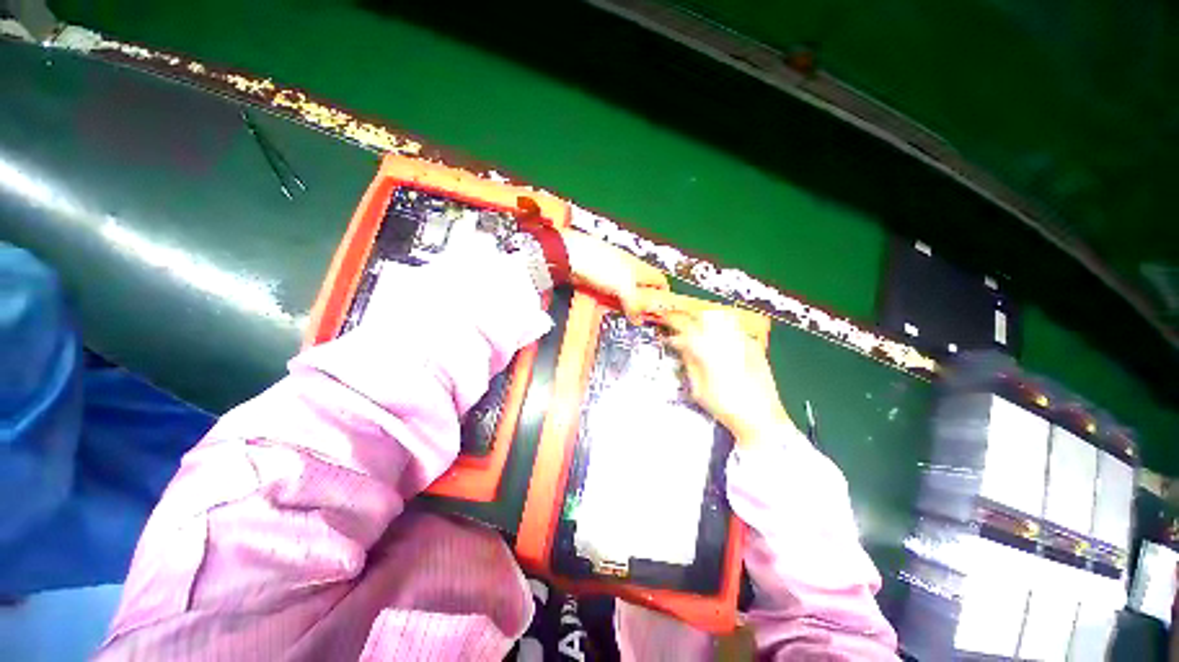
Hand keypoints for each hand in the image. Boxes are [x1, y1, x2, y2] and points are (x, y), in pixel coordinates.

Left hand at [560, 229, 667, 321]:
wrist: (570, 256)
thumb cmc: (600, 264)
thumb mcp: (625, 286)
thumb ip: (636, 303)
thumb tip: (639, 319)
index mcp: (640, 267)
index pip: (660, 281)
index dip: (664, 295)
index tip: (663, 310)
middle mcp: (629, 270)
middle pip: (643, 289)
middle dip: (644, 304)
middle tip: (644, 319)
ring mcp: (613, 275)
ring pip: (626, 294)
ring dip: (627, 306)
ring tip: (628, 318)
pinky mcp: (599, 281)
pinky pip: (611, 295)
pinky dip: (612, 303)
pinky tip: (611, 310)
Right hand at [660, 308, 791, 446]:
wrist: (762, 419)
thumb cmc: (727, 408)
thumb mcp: (699, 389)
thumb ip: (689, 362)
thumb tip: (680, 345)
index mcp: (709, 352)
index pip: (687, 327)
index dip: (674, 321)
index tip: (666, 320)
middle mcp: (728, 341)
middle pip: (705, 315)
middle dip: (691, 317)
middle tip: (681, 324)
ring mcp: (744, 341)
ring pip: (721, 317)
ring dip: (707, 320)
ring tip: (699, 329)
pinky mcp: (755, 346)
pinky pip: (734, 328)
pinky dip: (722, 329)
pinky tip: (719, 342)